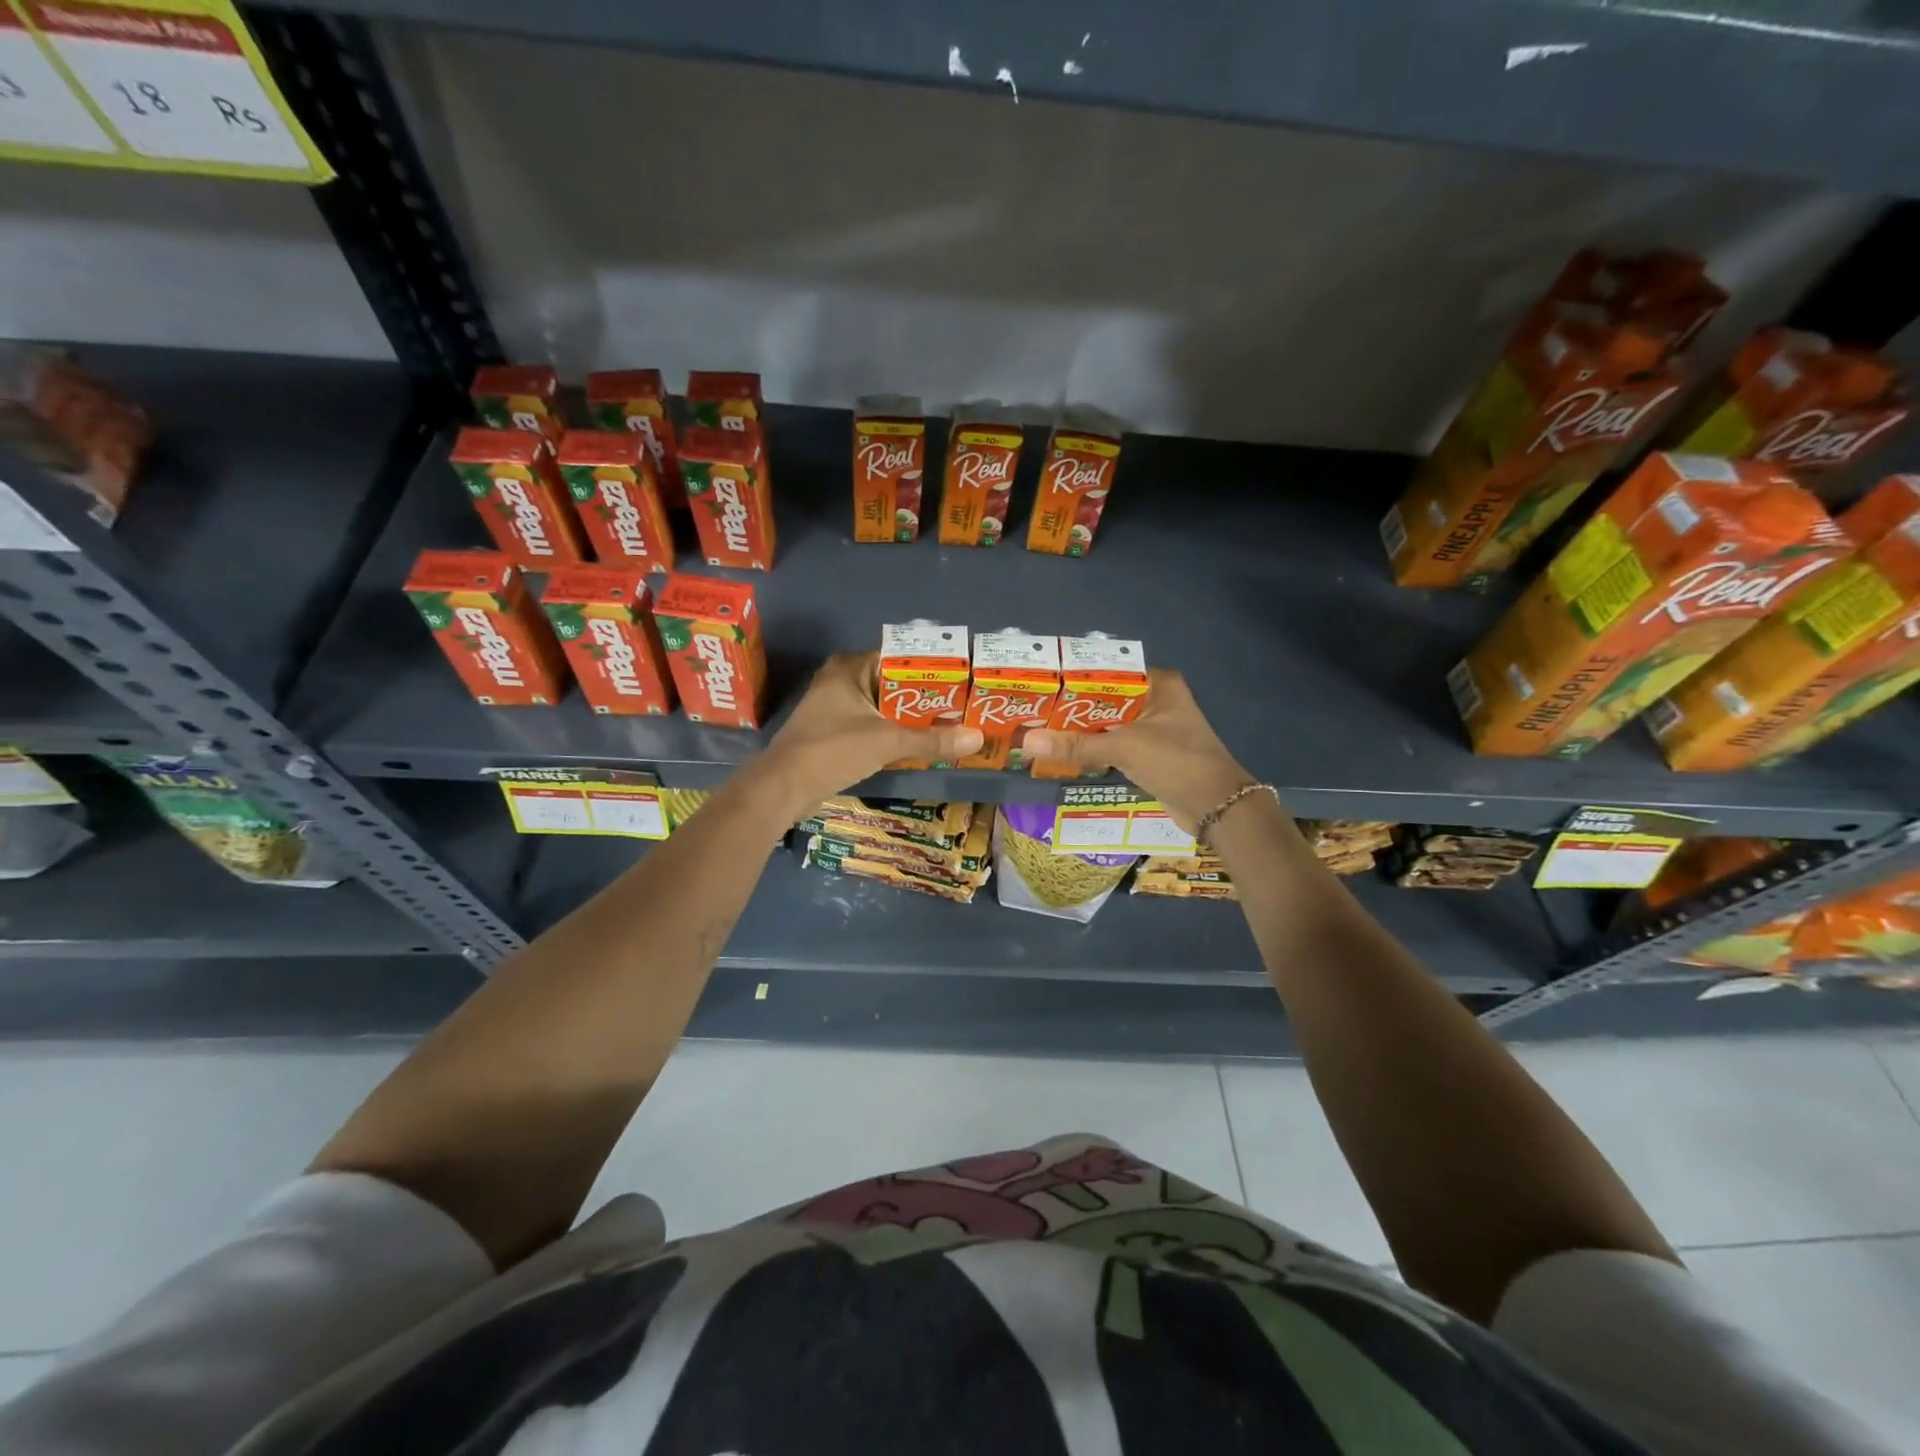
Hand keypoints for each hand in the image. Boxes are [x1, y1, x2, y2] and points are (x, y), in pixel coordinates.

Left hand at [759, 651, 982, 811]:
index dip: (931, 668)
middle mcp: (842, 680)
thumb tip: (978, 738)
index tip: (962, 679)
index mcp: (850, 667)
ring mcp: (836, 707)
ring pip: (884, 707)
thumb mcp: (887, 742)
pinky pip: (873, 725)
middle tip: (963, 706)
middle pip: (894, 683)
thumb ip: (931, 739)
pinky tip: (920, 745)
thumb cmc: (832, 750)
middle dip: (926, 697)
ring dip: (911, 718)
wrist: (783, 787)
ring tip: (950, 724)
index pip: (900, 657)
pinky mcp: (834, 732)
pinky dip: (894, 733)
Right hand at [1025, 669, 1253, 830]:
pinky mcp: (1150, 754)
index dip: (1074, 677)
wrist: (1217, 807)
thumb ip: (1076, 745)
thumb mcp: (1124, 748)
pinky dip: (1092, 750)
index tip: (1040, 683)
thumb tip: (1026, 742)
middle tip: (1030, 709)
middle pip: (1104, 699)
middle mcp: (1156, 700)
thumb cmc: (1176, 763)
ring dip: (1079, 730)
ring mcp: (1154, 728)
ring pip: (1107, 724)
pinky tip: (1063, 753)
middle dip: (1071, 707)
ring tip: (1037, 729)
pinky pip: (1113, 745)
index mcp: (1158, 684)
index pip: (1107, 671)